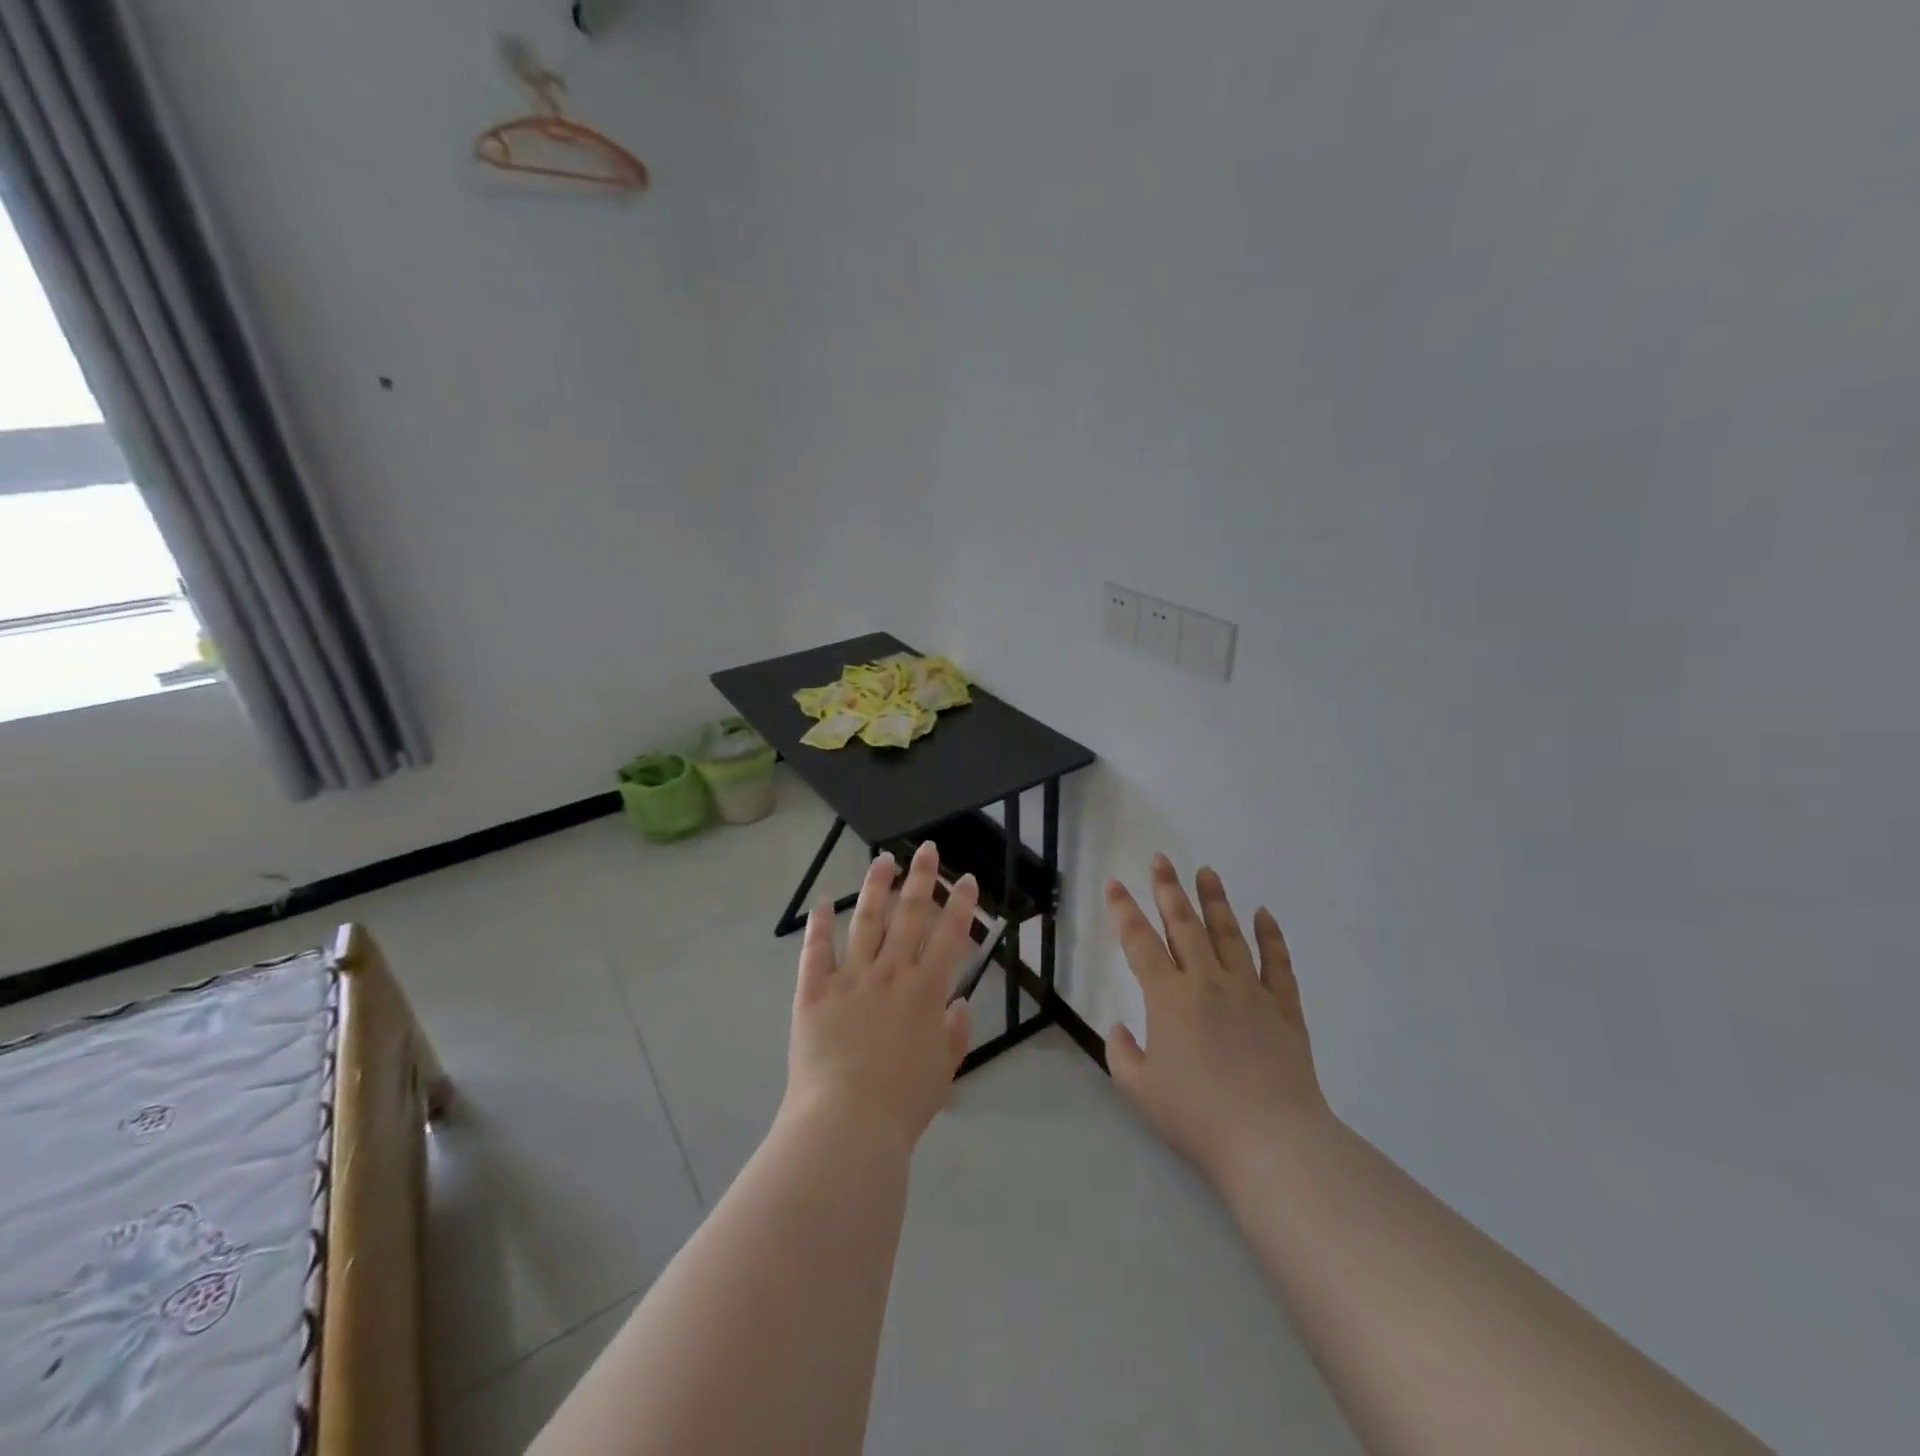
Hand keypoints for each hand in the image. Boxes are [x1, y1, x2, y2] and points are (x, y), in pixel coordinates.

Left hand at [784, 842, 977, 1155]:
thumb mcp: (944, 1072)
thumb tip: (960, 1003)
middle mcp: (891, 973)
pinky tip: (822, 901)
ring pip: (866, 921)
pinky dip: (819, 925)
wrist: (847, 1123)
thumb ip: (955, 1034)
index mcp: (926, 991)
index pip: (950, 936)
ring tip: (883, 859)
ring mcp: (850, 978)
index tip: (965, 878)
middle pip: (910, 916)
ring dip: (875, 887)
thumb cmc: (903, 1103)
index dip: (961, 904)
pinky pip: (816, 951)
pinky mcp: (814, 992)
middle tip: (926, 849)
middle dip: (921, 879)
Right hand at [1104, 855, 1328, 1190]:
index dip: (1124, 910)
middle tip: (1161, 860)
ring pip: (1229, 933)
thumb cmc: (1197, 1117)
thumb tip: (1120, 1027)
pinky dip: (1270, 936)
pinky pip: (1277, 963)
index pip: (1139, 941)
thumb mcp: (1139, 1090)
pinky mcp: (1283, 1008)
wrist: (1271, 1142)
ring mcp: (1249, 991)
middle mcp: (1207, 981)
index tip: (1115, 883)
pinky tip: (1263, 914)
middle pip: (1184, 924)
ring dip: (1215, 900)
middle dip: (1168, 889)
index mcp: (1168, 997)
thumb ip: (1121, 1053)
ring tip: (1207, 872)